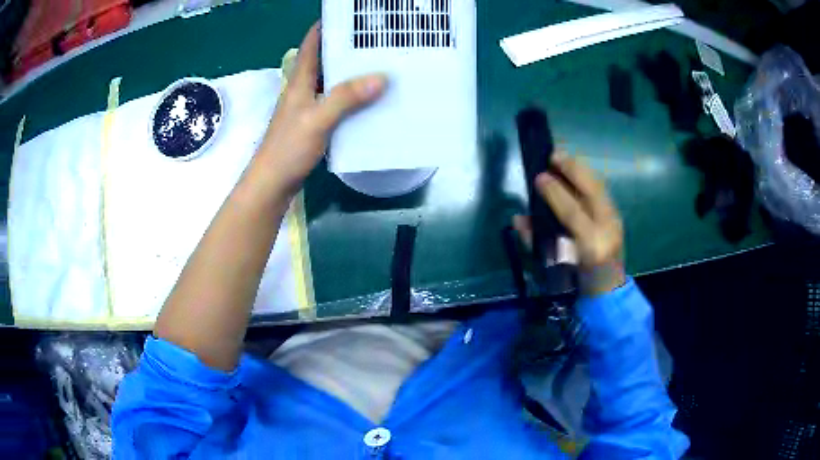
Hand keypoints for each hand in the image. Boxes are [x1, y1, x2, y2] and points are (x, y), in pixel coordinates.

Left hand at [254, 23, 386, 195]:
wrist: (272, 183)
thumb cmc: (288, 149)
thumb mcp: (317, 120)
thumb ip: (345, 98)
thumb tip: (381, 77)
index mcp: (300, 81)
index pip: (312, 43)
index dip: (327, 26)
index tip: (351, 17)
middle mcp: (304, 89)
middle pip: (326, 60)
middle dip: (348, 48)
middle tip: (378, 41)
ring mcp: (309, 106)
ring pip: (333, 81)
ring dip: (352, 73)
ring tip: (381, 65)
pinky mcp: (315, 123)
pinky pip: (337, 102)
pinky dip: (353, 98)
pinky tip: (371, 101)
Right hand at [514, 152, 625, 295]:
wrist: (607, 292)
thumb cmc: (575, 281)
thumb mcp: (552, 267)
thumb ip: (535, 242)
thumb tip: (518, 219)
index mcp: (591, 246)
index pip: (573, 213)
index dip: (555, 193)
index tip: (540, 176)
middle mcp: (607, 230)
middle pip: (592, 192)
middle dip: (573, 169)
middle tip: (553, 154)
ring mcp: (615, 222)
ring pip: (600, 188)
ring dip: (581, 169)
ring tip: (564, 157)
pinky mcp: (617, 218)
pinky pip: (602, 191)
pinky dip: (588, 178)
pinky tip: (576, 171)